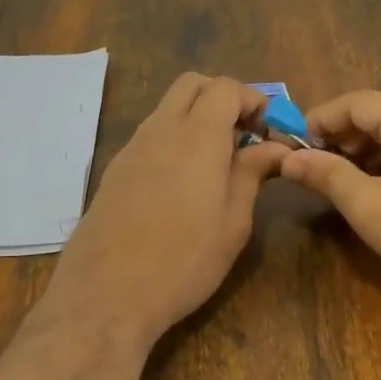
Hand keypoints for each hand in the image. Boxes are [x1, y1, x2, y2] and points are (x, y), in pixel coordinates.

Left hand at [40, 74, 285, 346]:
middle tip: (245, 136)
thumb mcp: (233, 222)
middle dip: (223, 98)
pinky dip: (175, 140)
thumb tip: (274, 146)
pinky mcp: (115, 171)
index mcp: (197, 135)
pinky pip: (151, 136)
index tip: (271, 130)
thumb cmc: (184, 261)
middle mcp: (160, 129)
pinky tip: (184, 184)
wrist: (107, 294)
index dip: (254, 100)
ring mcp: (131, 149)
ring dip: (197, 119)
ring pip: (168, 109)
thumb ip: (252, 173)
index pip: (226, 88)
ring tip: (219, 163)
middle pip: (192, 85)